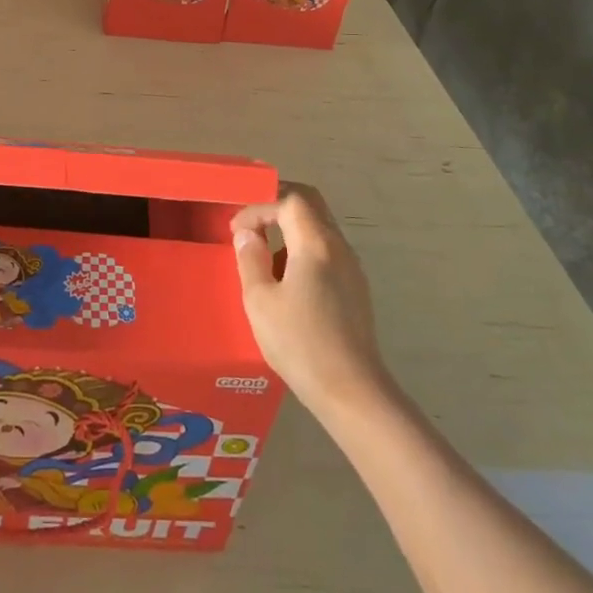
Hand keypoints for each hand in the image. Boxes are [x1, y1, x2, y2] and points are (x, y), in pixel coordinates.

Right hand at [232, 185, 392, 421]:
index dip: (259, 206)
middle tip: (250, 221)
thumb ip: (250, 259)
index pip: (288, 199)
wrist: (352, 393)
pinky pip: (326, 251)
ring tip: (262, 254)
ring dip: (289, 228)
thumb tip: (247, 234)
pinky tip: (285, 281)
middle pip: (310, 203)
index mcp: (315, 243)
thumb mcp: (260, 300)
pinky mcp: (355, 290)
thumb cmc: (300, 343)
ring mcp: (351, 268)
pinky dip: (302, 249)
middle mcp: (338, 247)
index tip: (236, 230)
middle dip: (277, 204)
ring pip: (319, 227)